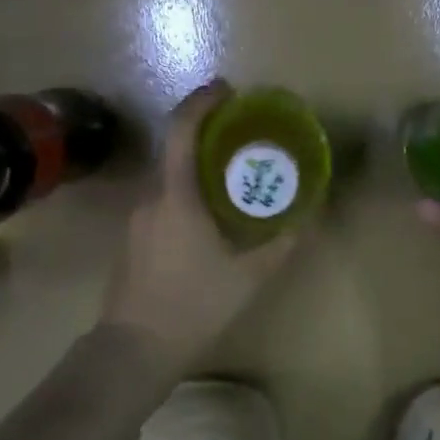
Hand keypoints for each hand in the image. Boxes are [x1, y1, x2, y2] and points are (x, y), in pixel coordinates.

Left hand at [100, 80, 301, 377]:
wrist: (133, 350)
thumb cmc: (193, 307)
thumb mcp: (248, 278)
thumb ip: (280, 246)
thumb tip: (308, 220)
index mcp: (175, 197)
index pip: (181, 131)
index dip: (201, 102)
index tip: (225, 89)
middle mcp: (149, 199)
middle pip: (173, 150)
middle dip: (204, 133)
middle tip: (240, 134)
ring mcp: (135, 220)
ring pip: (166, 177)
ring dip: (193, 165)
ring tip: (229, 175)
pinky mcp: (131, 240)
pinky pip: (160, 200)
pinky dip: (183, 191)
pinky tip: (205, 214)